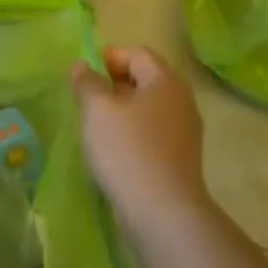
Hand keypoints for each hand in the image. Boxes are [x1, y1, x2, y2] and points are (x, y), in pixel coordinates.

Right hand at [71, 46, 210, 229]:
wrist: (163, 214)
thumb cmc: (127, 151)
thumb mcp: (97, 110)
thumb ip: (87, 83)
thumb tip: (82, 66)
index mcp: (165, 81)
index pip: (138, 54)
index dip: (110, 57)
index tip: (85, 74)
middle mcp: (182, 101)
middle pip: (146, 79)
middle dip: (115, 83)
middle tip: (88, 99)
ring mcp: (185, 132)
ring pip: (149, 108)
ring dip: (123, 110)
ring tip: (97, 126)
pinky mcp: (181, 159)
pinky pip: (154, 133)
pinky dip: (133, 133)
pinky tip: (114, 150)